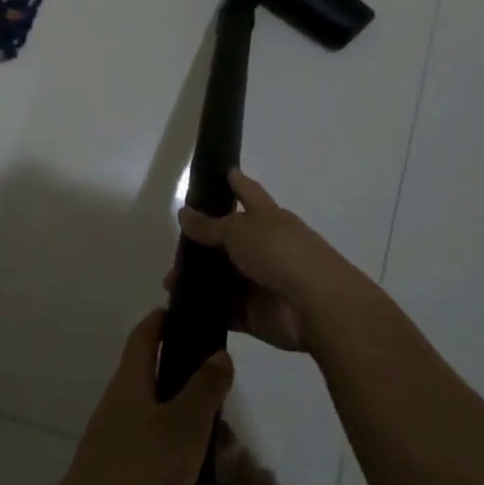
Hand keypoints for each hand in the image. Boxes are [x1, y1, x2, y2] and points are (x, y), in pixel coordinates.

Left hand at [48, 310, 232, 484]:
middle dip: (197, 399)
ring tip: (228, 474)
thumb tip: (218, 351)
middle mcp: (120, 409)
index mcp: (131, 383)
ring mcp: (117, 448)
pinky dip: (185, 479)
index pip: (146, 334)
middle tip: (229, 418)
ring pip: (166, 432)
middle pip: (161, 385)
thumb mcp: (183, 428)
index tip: (192, 314)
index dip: (165, 319)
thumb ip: (204, 389)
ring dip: (196, 445)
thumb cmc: (139, 477)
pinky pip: (160, 469)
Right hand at [173, 170, 360, 352]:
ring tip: (169, 281)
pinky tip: (182, 306)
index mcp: (267, 218)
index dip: (234, 181)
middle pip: (229, 239)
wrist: (314, 305)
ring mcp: (260, 281)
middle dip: (202, 242)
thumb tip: (184, 213)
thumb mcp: (239, 231)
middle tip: (172, 244)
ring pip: (223, 276)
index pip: (247, 192)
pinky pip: (226, 310)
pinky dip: (207, 308)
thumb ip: (210, 226)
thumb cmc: (279, 253)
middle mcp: (264, 247)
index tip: (220, 171)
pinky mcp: (255, 314)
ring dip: (199, 278)